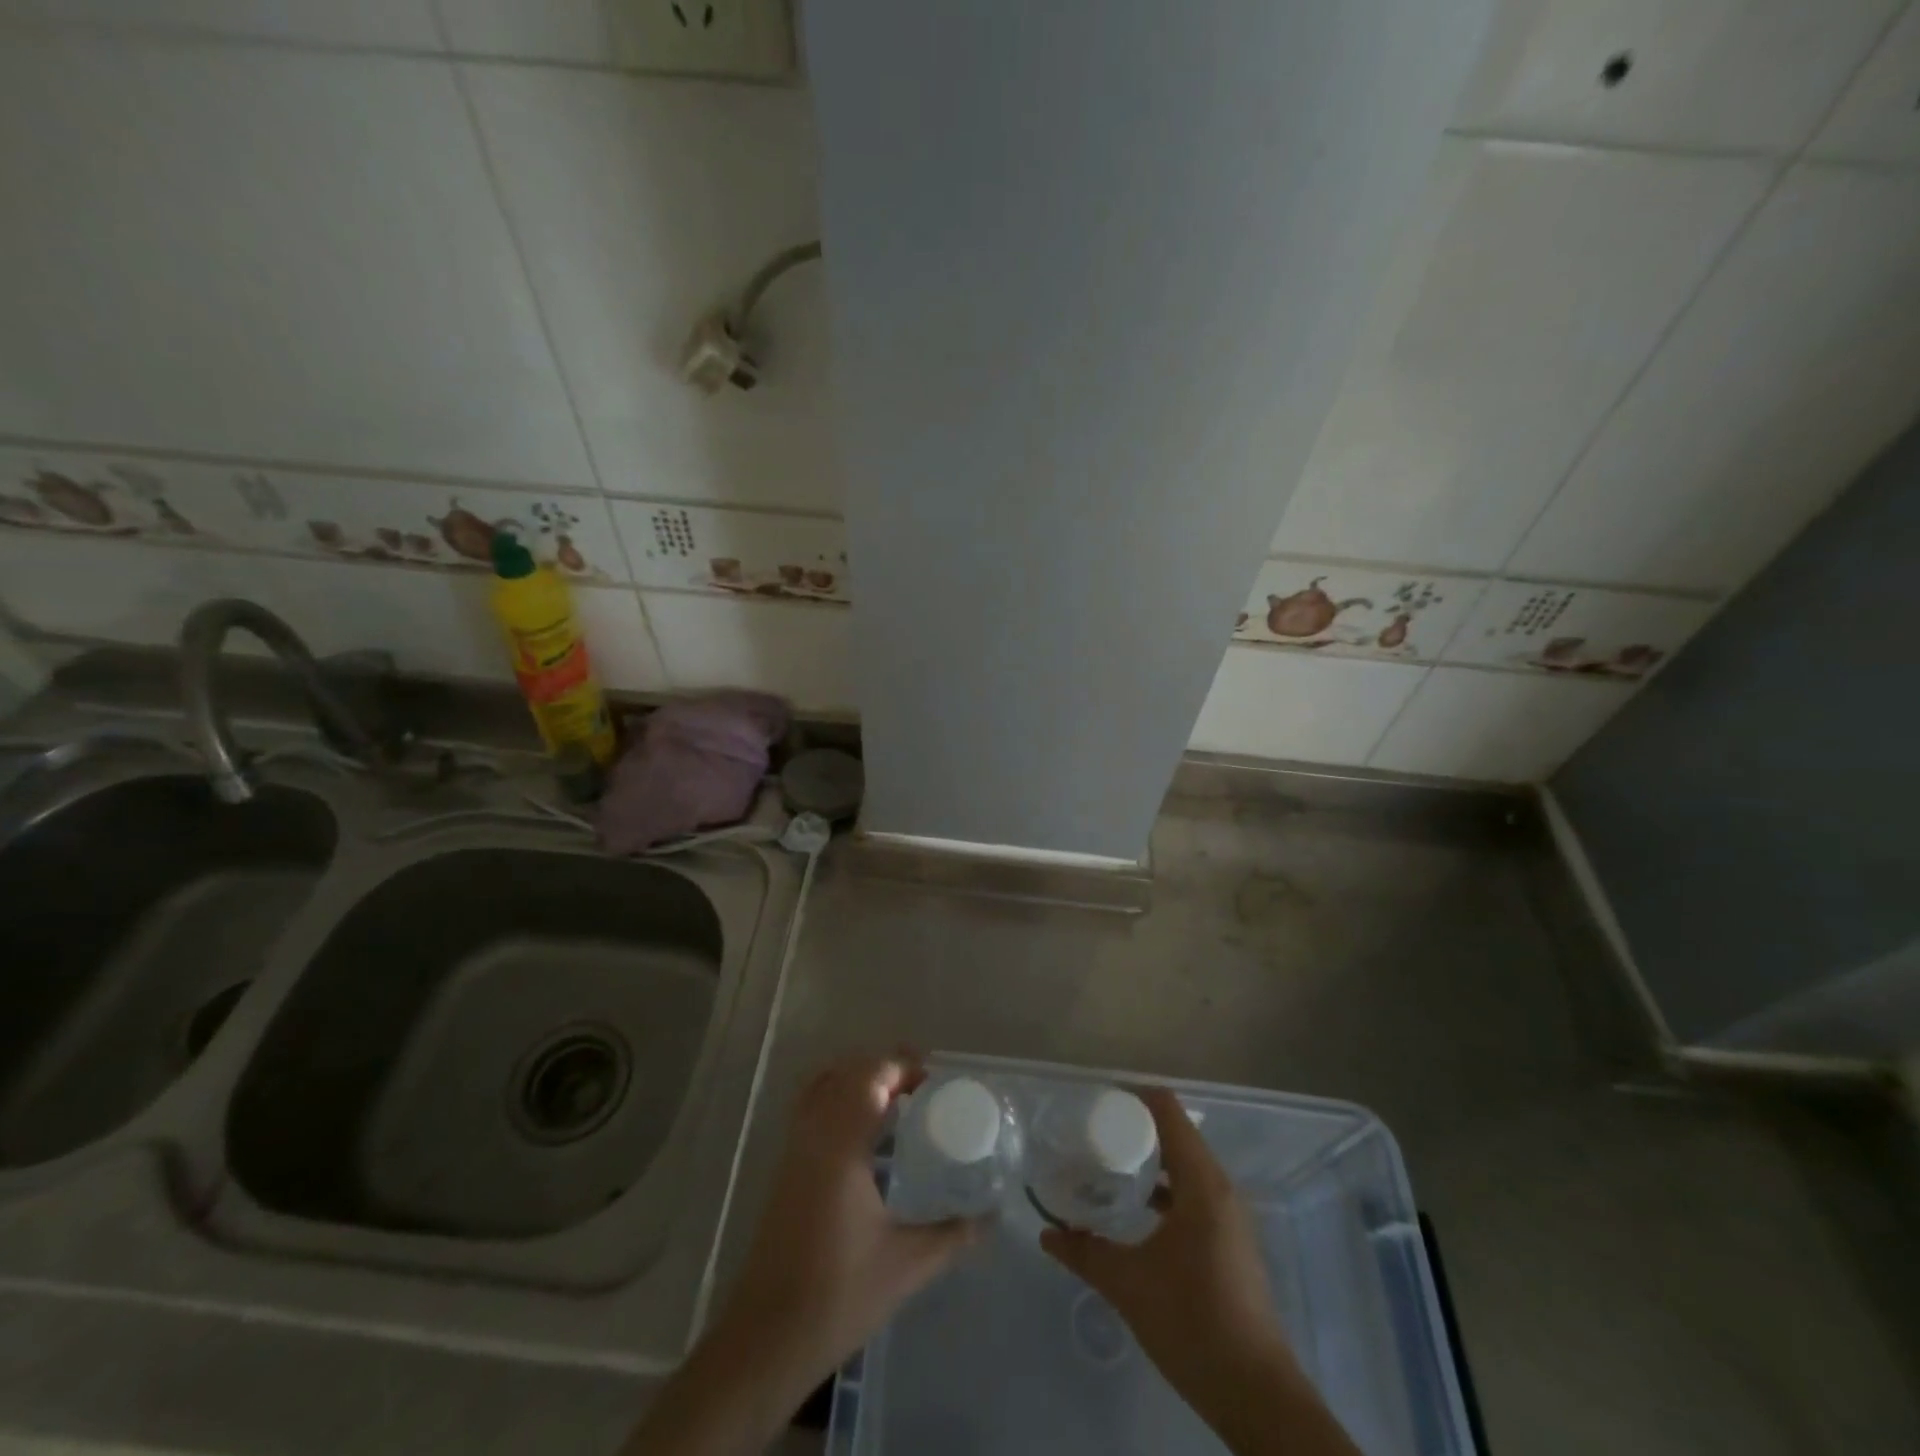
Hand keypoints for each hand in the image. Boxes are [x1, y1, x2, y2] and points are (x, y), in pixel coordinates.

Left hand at [713, 1053, 977, 1402]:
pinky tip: (864, 1132)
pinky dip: (838, 1099)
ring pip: (823, 1087)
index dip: (901, 1066)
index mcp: (841, 1146)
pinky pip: (811, 1109)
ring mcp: (794, 1150)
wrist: (766, 1339)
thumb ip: (953, 1235)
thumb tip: (991, 1217)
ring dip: (858, 1080)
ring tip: (895, 1100)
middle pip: (846, 1073)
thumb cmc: (838, 1296)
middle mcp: (814, 1135)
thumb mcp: (906, 1265)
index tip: (934, 1078)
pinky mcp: (785, 1169)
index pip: (870, 1077)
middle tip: (922, 1088)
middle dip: (884, 1069)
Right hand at [1042, 1087, 1358, 1455]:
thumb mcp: (1127, 1284)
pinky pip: (1194, 1192)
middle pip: (1176, 1133)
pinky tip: (1137, 1208)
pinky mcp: (1230, 1239)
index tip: (1096, 1101)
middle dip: (1135, 1129)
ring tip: (1108, 1164)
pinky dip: (1165, 1187)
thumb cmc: (1192, 1322)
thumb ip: (1084, 1252)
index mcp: (1201, 1183)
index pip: (1168, 1111)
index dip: (1132, 1097)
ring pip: (1185, 1165)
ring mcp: (1229, 1215)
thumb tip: (1047, 1234)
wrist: (1255, 1393)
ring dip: (1150, 1160)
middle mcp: (1220, 1188)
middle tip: (1092, 1132)